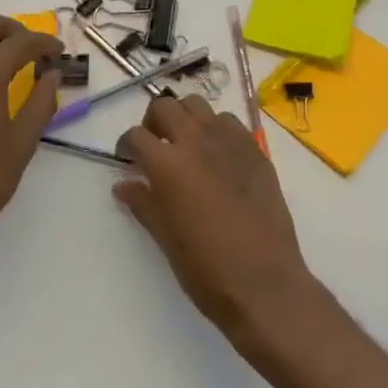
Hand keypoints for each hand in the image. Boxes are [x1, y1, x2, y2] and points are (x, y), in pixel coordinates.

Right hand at [116, 95, 316, 345]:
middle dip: (153, 122)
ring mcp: (229, 140)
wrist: (264, 283)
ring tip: (186, 145)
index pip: (136, 136)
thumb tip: (123, 185)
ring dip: (185, 118)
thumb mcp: (165, 237)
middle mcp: (196, 141)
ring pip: (197, 105)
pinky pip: (228, 122)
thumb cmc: (206, 268)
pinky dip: (215, 129)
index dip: (127, 146)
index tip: (128, 159)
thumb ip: (142, 202)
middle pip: (164, 106)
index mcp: (168, 164)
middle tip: (155, 147)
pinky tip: (217, 155)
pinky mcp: (255, 149)